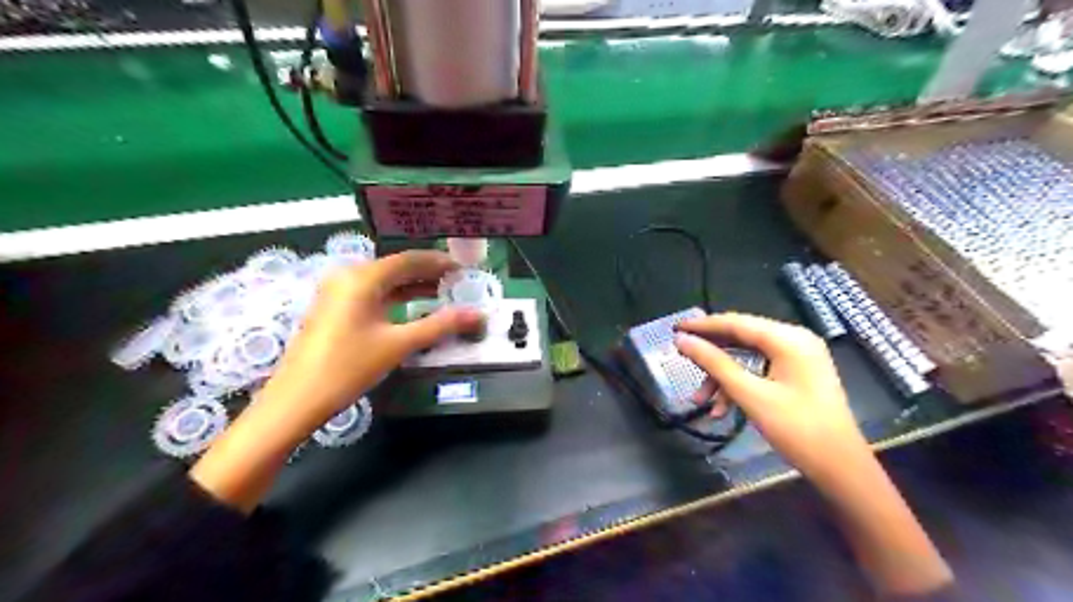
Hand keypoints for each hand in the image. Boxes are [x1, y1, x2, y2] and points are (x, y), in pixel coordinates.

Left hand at [189, 249, 482, 511]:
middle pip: (396, 268)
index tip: (464, 269)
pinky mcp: (335, 308)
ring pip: (384, 281)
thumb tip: (477, 315)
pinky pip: (372, 294)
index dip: (439, 262)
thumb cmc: (348, 367)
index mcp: (362, 278)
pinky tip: (414, 307)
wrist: (296, 400)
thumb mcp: (398, 344)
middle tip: (458, 282)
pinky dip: (396, 298)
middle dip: (428, 274)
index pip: (409, 260)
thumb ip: (440, 326)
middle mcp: (348, 276)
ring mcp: (338, 292)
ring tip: (444, 293)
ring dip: (413, 286)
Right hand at [673, 313, 949, 594]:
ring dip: (722, 377)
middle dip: (711, 356)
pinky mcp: (797, 374)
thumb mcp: (750, 395)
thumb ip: (714, 363)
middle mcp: (794, 340)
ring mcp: (798, 357)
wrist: (841, 469)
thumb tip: (682, 341)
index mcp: (788, 339)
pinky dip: (739, 385)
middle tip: (683, 361)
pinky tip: (722, 408)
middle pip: (741, 338)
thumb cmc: (797, 429)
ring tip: (701, 401)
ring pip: (747, 357)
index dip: (702, 325)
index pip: (736, 323)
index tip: (674, 328)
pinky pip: (759, 370)